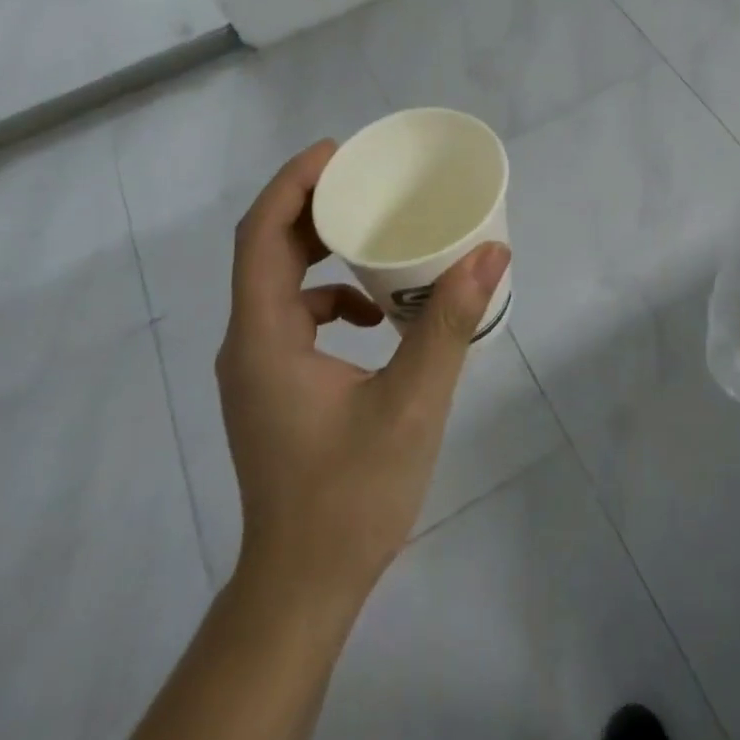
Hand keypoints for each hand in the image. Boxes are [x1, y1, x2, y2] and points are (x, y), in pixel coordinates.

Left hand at [219, 140, 509, 609]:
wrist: (303, 588)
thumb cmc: (350, 497)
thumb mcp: (412, 403)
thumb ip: (449, 324)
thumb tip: (491, 252)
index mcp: (264, 337)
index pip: (261, 236)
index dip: (293, 183)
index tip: (338, 151)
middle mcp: (248, 343)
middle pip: (266, 251)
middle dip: (312, 207)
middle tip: (365, 181)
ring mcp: (256, 368)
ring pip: (278, 284)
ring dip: (321, 251)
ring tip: (375, 234)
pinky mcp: (272, 388)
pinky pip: (293, 317)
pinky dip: (329, 297)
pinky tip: (375, 315)